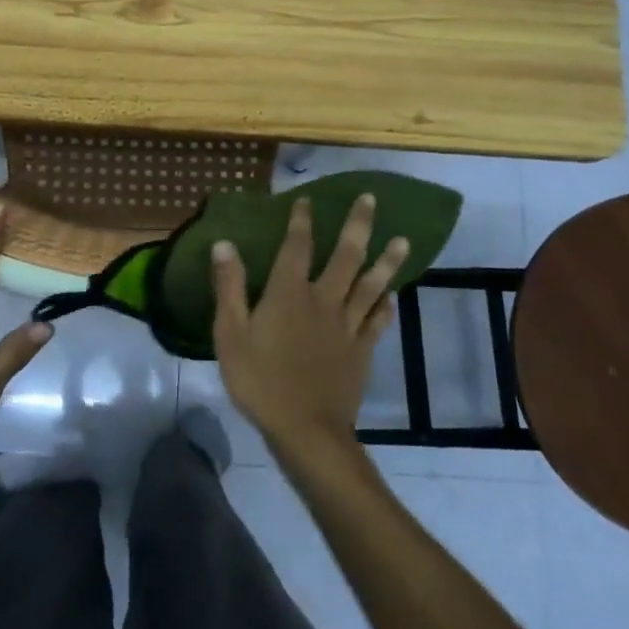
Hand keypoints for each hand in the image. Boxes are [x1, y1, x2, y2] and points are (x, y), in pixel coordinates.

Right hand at [211, 195, 407, 453]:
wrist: (306, 429)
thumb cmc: (260, 380)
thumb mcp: (230, 334)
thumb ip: (229, 287)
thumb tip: (224, 243)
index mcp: (289, 293)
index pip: (296, 247)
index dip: (302, 221)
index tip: (308, 199)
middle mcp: (324, 300)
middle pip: (346, 256)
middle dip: (358, 225)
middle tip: (371, 200)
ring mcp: (347, 325)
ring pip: (372, 285)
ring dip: (387, 261)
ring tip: (403, 240)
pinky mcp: (362, 350)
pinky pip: (377, 321)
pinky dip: (385, 306)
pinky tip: (391, 297)